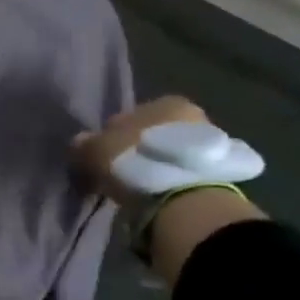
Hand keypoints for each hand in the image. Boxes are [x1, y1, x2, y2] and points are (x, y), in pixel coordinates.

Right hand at [69, 95, 211, 206]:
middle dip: (135, 150)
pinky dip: (169, 180)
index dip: (112, 137)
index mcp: (164, 101)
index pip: (128, 116)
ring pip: (168, 153)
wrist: (185, 197)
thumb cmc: (135, 160)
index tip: (102, 157)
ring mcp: (210, 144)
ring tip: (138, 187)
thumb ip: (83, 144)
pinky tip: (156, 194)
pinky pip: (182, 173)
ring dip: (153, 166)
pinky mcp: (219, 173)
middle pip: (152, 134)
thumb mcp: (95, 150)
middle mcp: (192, 115)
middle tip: (119, 173)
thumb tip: (80, 143)